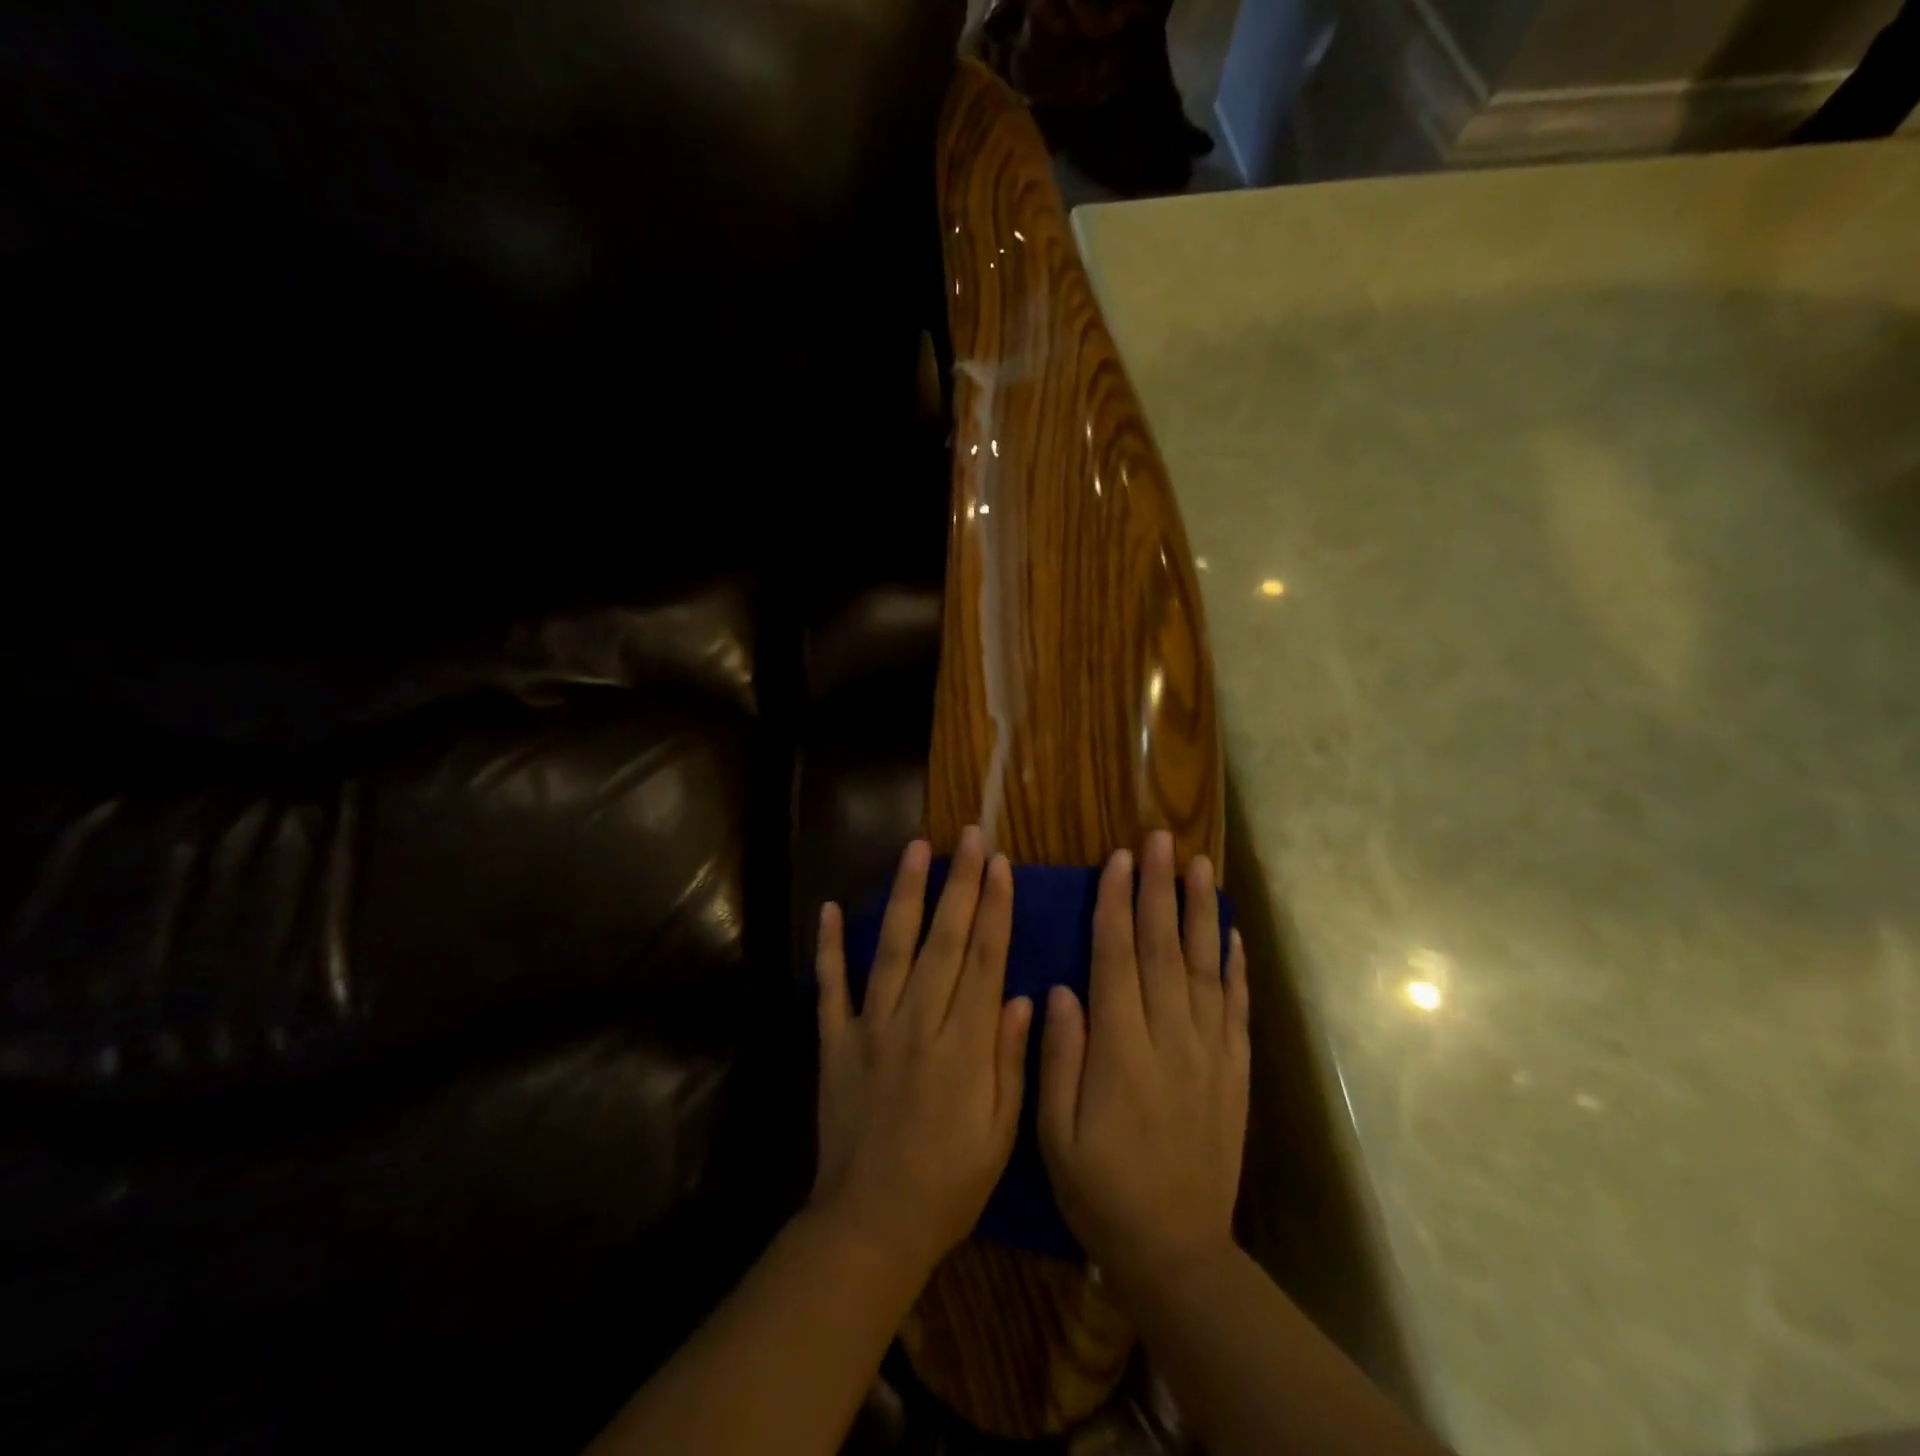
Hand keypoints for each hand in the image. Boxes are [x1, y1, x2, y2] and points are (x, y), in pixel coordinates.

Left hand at [811, 827, 1033, 1283]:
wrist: (870, 1224)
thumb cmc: (949, 1183)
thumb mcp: (1000, 1133)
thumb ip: (1009, 1060)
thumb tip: (1018, 995)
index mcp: (963, 1045)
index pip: (983, 960)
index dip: (994, 908)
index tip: (1000, 864)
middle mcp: (917, 1023)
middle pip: (943, 940)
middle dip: (960, 883)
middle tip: (970, 836)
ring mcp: (870, 1028)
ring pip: (892, 949)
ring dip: (906, 895)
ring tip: (916, 849)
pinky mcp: (835, 1042)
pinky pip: (831, 987)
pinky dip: (830, 946)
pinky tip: (832, 908)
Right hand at [1039, 830, 1250, 1298]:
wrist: (1178, 1252)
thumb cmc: (1102, 1191)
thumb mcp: (1056, 1136)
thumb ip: (1059, 1058)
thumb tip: (1061, 989)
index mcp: (1121, 1052)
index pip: (1118, 961)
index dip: (1117, 907)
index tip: (1117, 860)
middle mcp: (1170, 1041)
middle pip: (1164, 950)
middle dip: (1159, 889)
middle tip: (1159, 840)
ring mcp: (1209, 1054)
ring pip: (1205, 968)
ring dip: (1200, 912)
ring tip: (1197, 866)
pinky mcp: (1233, 1072)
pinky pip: (1236, 1009)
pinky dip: (1235, 966)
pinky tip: (1231, 933)